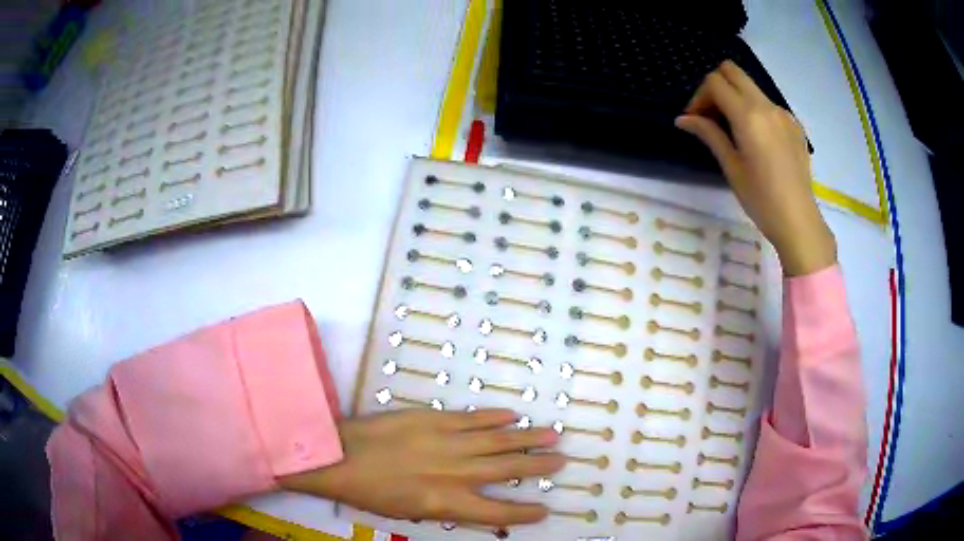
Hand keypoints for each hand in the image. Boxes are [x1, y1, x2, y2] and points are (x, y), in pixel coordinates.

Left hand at [279, 408, 563, 526]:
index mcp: (446, 503)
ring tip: (553, 434)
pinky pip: (472, 418)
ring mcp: (447, 442)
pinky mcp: (434, 419)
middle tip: (562, 461)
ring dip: (527, 437)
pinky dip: (494, 417)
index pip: (497, 514)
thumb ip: (447, 508)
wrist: (340, 455)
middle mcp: (455, 473)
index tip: (545, 509)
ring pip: (497, 440)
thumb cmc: (371, 492)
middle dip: (538, 466)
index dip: (524, 513)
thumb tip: (473, 503)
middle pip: (507, 470)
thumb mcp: (410, 512)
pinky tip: (512, 414)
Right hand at [676, 60, 836, 275]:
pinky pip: (767, 104)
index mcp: (748, 116)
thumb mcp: (731, 167)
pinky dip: (754, 111)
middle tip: (711, 115)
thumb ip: (709, 134)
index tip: (695, 120)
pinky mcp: (793, 124)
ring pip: (750, 86)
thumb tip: (683, 119)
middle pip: (732, 71)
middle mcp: (766, 106)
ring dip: (735, 97)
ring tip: (732, 130)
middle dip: (715, 86)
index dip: (699, 97)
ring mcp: (783, 113)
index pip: (715, 83)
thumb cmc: (761, 200)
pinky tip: (756, 140)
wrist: (799, 220)